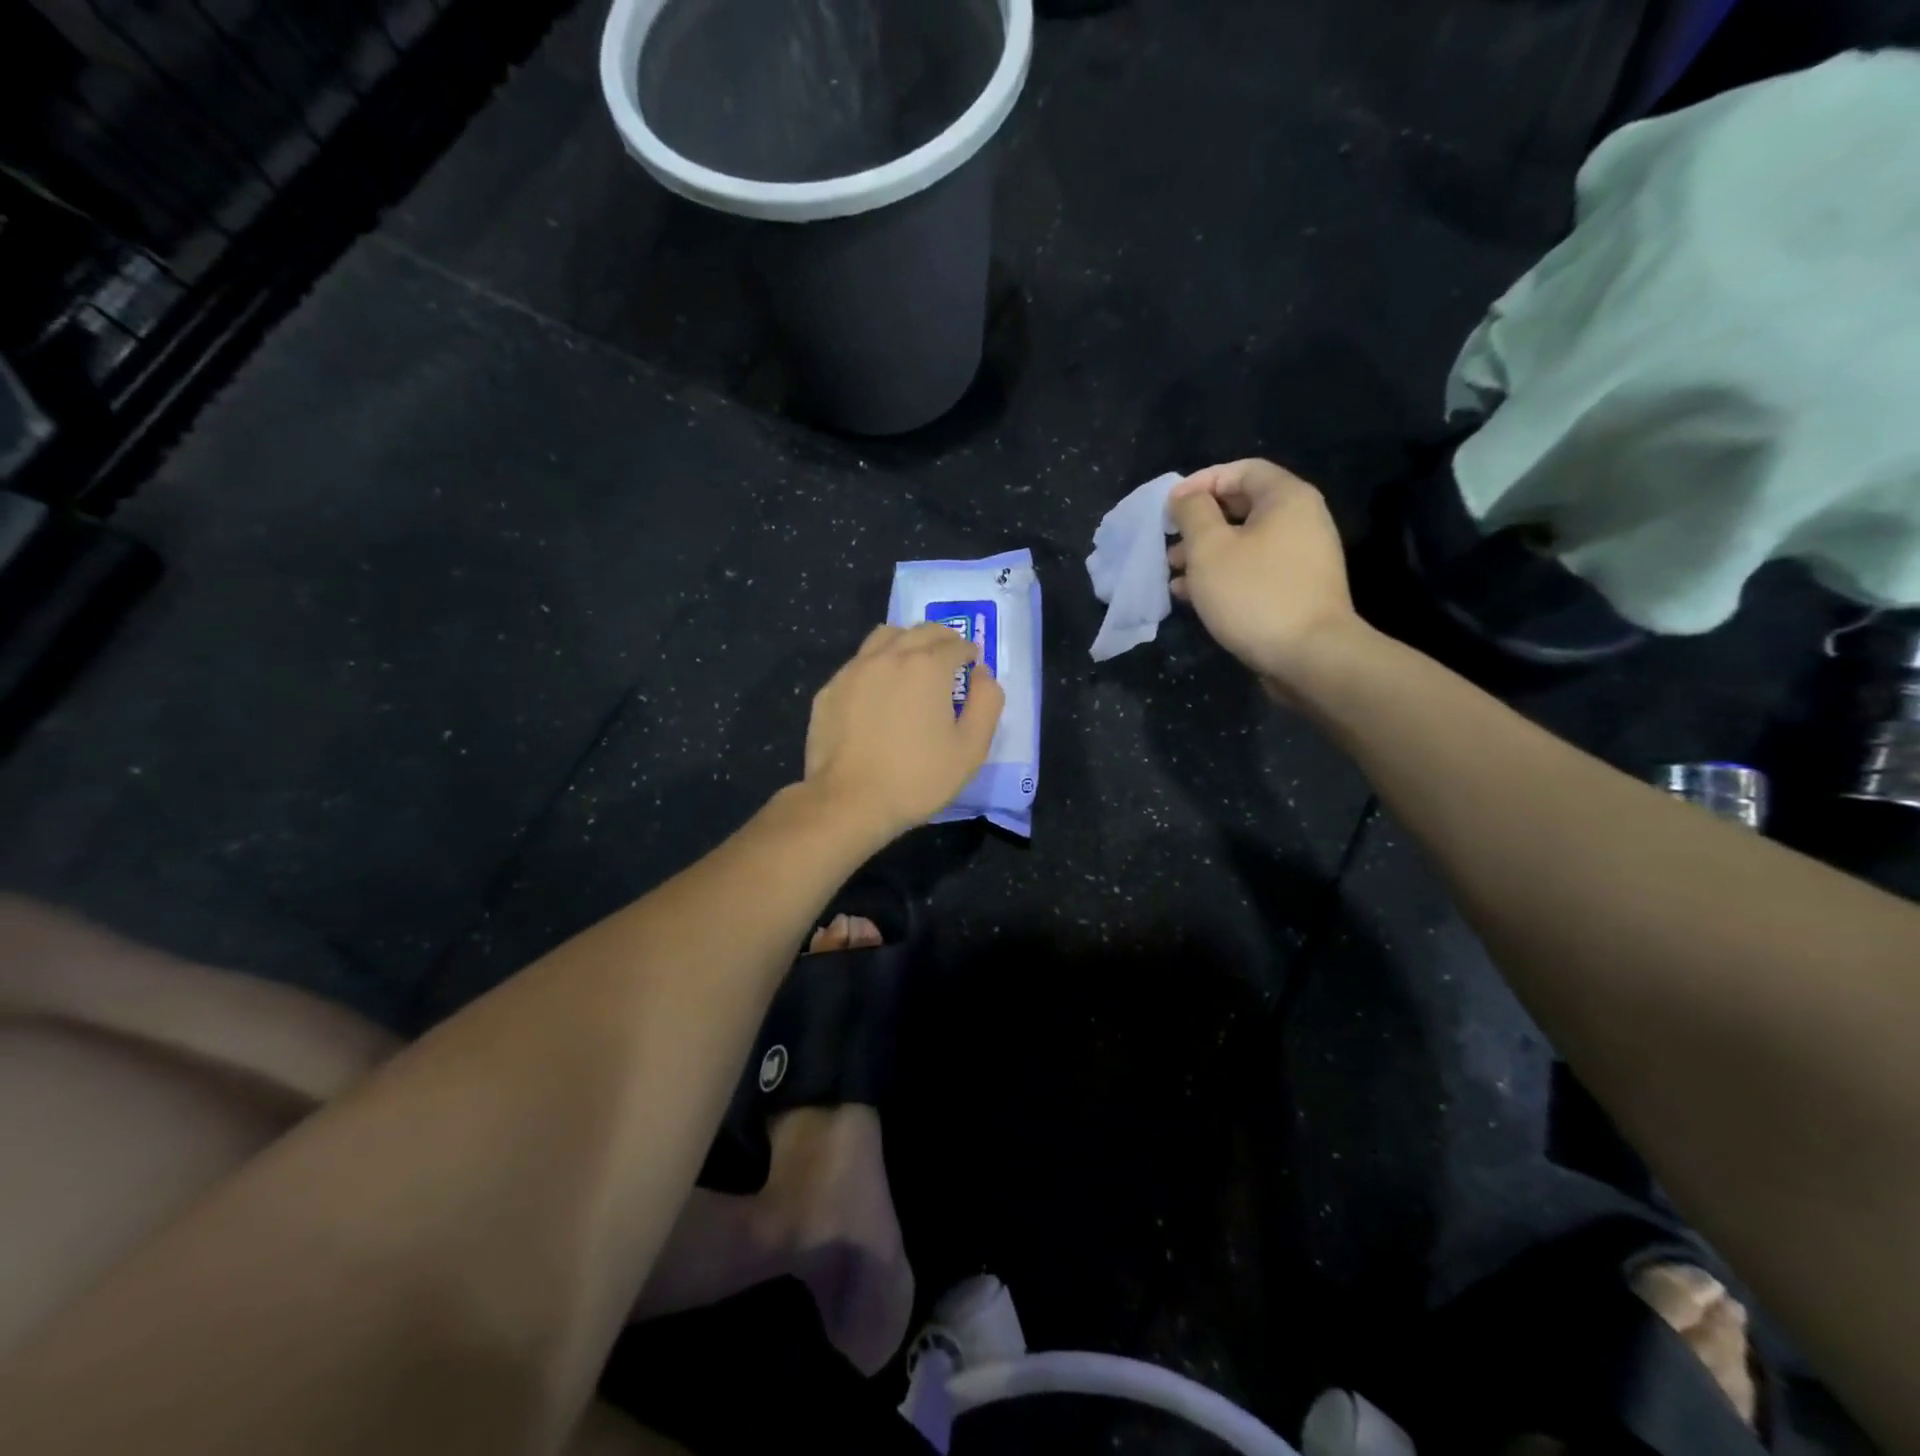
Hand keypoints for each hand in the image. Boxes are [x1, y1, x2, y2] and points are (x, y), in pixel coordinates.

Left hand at [804, 623, 1004, 836]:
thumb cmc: (917, 777)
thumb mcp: (971, 748)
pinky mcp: (830, 689)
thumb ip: (986, 703)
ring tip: (913, 661)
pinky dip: (876, 664)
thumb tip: (982, 673)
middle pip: (920, 631)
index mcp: (927, 666)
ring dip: (906, 641)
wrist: (849, 801)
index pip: (955, 644)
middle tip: (950, 655)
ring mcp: (854, 670)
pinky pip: (859, 662)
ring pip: (884, 637)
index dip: (969, 652)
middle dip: (941, 638)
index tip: (972, 663)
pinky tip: (878, 689)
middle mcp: (889, 656)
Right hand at [1167, 459, 1359, 691]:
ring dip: (1204, 555)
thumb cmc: (1254, 593)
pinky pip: (1253, 570)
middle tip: (1167, 544)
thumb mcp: (1209, 548)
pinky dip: (1223, 576)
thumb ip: (1192, 513)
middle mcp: (1301, 520)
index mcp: (1286, 498)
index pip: (1240, 470)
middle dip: (1198, 525)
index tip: (1168, 508)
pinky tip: (1193, 597)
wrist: (1309, 656)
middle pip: (1241, 507)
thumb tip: (1184, 497)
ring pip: (1243, 543)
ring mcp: (1301, 557)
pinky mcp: (1296, 589)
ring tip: (1173, 575)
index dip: (1200, 482)